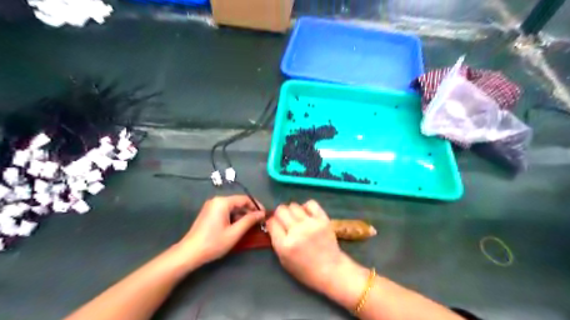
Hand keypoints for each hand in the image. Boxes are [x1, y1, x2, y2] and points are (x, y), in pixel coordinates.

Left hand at [178, 195, 266, 267]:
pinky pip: (226, 211)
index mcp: (222, 202)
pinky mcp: (209, 213)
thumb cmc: (213, 243)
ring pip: (232, 208)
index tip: (264, 215)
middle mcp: (217, 200)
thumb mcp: (235, 233)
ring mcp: (211, 206)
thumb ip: (249, 221)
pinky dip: (234, 218)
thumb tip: (262, 213)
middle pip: (238, 202)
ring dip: (242, 216)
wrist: (189, 253)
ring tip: (250, 227)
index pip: (244, 199)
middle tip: (259, 222)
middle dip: (249, 212)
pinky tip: (238, 227)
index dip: (256, 206)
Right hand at [267, 202, 354, 293]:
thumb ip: (277, 241)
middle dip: (280, 214)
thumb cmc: (305, 270)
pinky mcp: (323, 219)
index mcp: (284, 245)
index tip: (274, 225)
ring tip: (297, 218)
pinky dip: (307, 207)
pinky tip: (307, 214)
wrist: (331, 270)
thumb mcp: (284, 261)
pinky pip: (311, 203)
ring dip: (292, 211)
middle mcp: (296, 231)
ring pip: (294, 206)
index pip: (271, 222)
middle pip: (281, 210)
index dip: (271, 222)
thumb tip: (272, 223)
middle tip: (285, 220)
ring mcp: (310, 224)